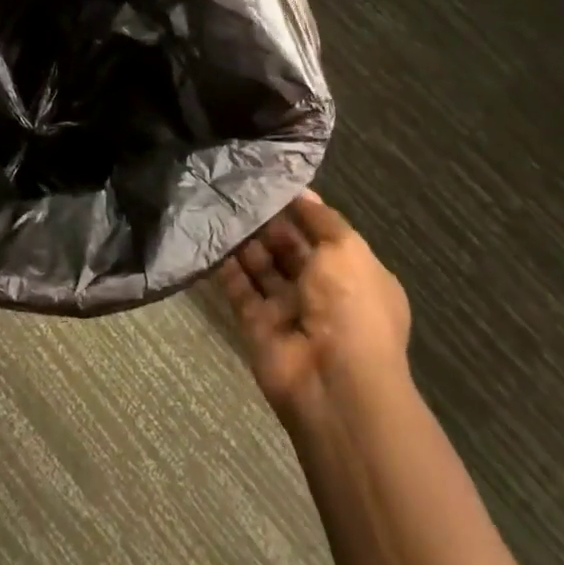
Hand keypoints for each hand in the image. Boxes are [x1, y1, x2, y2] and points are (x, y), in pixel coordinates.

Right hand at [217, 191, 412, 428]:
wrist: (333, 383)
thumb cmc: (351, 306)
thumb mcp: (347, 249)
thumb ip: (321, 218)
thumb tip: (301, 191)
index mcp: (355, 274)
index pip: (324, 234)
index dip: (301, 209)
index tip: (271, 181)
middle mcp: (322, 291)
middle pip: (289, 248)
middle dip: (268, 222)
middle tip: (237, 189)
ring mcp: (288, 310)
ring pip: (262, 266)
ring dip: (244, 240)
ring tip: (219, 205)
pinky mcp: (257, 325)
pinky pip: (239, 289)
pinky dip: (225, 266)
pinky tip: (208, 236)